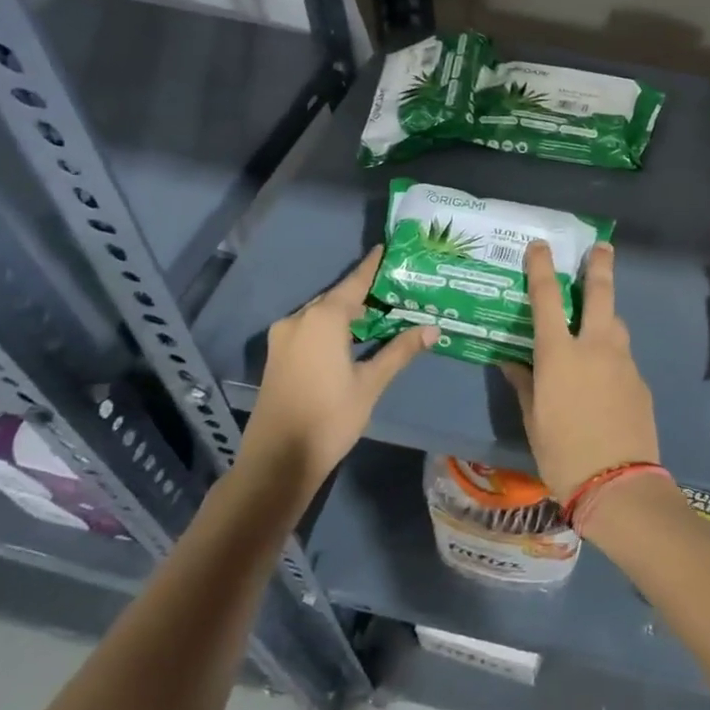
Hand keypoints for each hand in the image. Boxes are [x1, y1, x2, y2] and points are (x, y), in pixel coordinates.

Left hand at [241, 246, 434, 487]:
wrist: (278, 460)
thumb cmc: (330, 417)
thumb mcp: (371, 383)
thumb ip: (399, 351)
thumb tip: (432, 329)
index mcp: (322, 319)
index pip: (354, 283)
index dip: (372, 266)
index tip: (386, 248)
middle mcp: (299, 319)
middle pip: (336, 298)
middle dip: (364, 293)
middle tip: (395, 289)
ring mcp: (283, 338)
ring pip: (321, 315)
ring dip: (347, 313)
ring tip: (380, 313)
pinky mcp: (277, 356)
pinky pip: (309, 329)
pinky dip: (332, 327)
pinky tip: (352, 338)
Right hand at [501, 240, 658, 503]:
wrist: (619, 484)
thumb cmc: (562, 453)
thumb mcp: (533, 419)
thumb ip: (524, 384)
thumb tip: (513, 363)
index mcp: (559, 354)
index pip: (546, 298)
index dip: (542, 267)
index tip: (541, 245)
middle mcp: (595, 346)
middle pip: (601, 293)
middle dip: (600, 265)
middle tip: (602, 246)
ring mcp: (623, 361)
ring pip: (617, 323)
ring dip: (606, 314)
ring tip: (596, 321)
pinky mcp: (640, 380)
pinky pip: (623, 355)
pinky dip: (612, 353)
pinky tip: (604, 375)